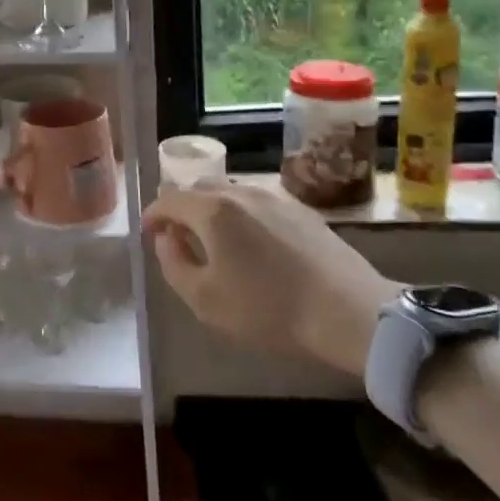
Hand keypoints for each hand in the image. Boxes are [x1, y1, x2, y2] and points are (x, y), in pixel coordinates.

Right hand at [142, 180, 401, 375]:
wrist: (350, 312)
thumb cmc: (268, 309)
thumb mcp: (204, 299)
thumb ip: (173, 263)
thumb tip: (166, 239)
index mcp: (212, 210)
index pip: (168, 199)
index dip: (152, 215)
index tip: (149, 234)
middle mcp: (241, 193)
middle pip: (199, 188)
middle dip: (182, 208)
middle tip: (179, 237)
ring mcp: (275, 198)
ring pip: (231, 193)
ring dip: (213, 210)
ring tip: (216, 241)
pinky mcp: (302, 211)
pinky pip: (258, 203)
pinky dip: (242, 215)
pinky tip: (253, 245)